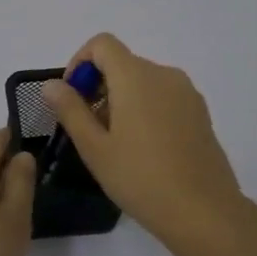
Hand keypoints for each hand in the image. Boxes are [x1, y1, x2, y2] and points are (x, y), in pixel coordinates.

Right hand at [43, 34, 245, 249]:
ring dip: (121, 99)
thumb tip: (52, 84)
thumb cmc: (140, 178)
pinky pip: (163, 96)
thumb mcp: (94, 147)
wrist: (204, 211)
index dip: (80, 62)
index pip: (102, 44)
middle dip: (98, 86)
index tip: (72, 98)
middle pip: (122, 63)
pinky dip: (145, 108)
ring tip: (116, 143)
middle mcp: (164, 74)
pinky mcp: (200, 112)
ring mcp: (187, 93)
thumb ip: (70, 110)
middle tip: (88, 129)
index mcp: (136, 77)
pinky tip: (144, 149)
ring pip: (143, 81)